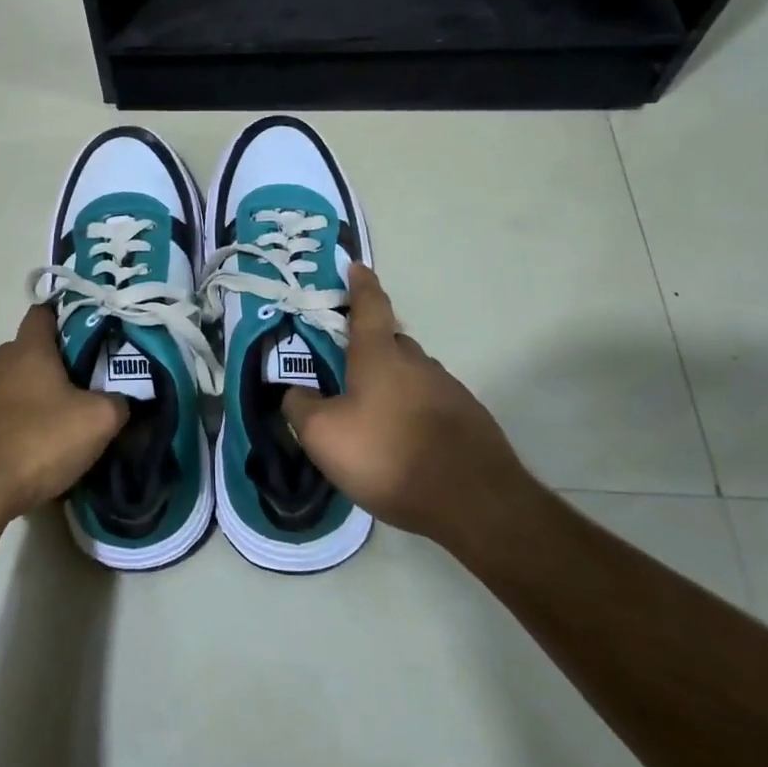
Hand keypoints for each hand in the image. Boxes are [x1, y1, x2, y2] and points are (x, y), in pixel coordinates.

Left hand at [0, 304, 127, 529]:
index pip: (44, 313)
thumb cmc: (36, 442)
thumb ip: (118, 402)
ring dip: (27, 401)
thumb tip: (122, 399)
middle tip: (79, 393)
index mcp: (27, 349)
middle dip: (51, 368)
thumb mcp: (97, 422)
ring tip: (50, 431)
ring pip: (6, 386)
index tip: (87, 335)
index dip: (65, 318)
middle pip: (27, 353)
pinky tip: (21, 456)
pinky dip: (5, 428)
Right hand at [282, 265, 540, 550]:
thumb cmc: (388, 455)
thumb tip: (295, 392)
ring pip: (413, 373)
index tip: (356, 266)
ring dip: (393, 382)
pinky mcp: (469, 419)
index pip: (369, 306)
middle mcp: (418, 362)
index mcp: (380, 355)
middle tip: (348, 368)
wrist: (472, 500)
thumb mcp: (323, 435)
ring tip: (374, 415)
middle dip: (370, 346)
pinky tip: (405, 441)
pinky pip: (431, 402)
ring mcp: (449, 389)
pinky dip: (414, 410)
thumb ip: (301, 406)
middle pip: (391, 341)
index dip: (360, 285)